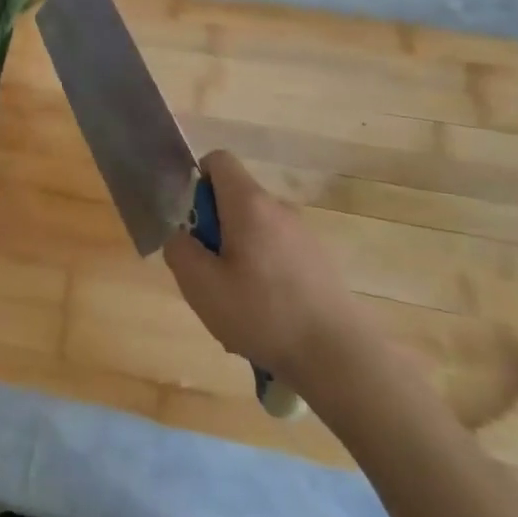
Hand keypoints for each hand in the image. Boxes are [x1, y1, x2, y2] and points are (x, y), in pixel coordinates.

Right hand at [162, 151, 368, 381]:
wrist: (338, 356)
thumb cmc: (262, 313)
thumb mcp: (201, 285)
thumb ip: (179, 250)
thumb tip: (181, 236)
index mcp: (250, 204)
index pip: (219, 160)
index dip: (197, 180)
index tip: (191, 222)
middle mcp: (279, 209)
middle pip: (235, 199)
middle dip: (214, 229)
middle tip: (208, 273)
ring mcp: (304, 235)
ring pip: (255, 230)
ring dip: (237, 254)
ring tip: (234, 303)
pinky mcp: (319, 262)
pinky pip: (276, 252)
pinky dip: (262, 272)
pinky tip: (263, 315)